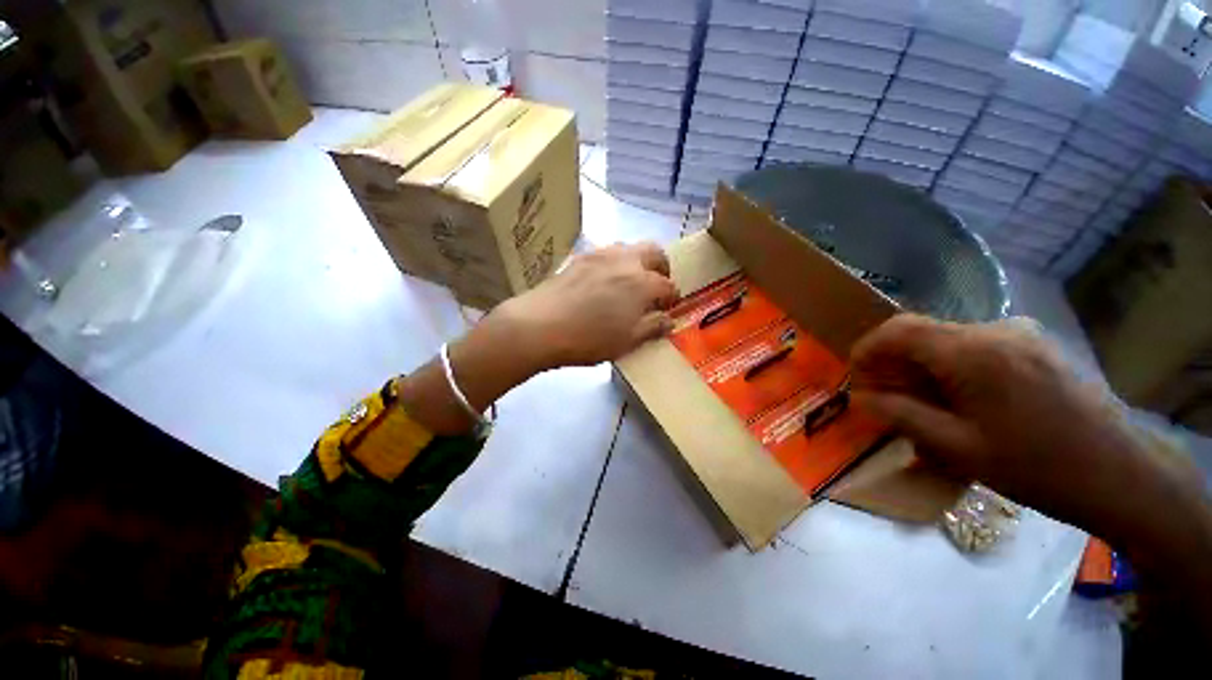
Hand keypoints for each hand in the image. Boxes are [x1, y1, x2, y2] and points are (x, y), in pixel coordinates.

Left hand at [494, 241, 678, 371]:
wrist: (541, 325)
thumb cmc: (590, 338)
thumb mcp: (628, 340)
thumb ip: (653, 327)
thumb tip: (669, 320)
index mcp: (643, 282)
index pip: (668, 285)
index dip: (672, 298)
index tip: (668, 309)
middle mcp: (626, 261)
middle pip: (654, 252)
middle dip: (661, 267)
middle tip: (656, 286)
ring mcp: (601, 255)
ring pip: (629, 248)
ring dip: (637, 262)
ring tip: (630, 283)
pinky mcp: (580, 257)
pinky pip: (606, 253)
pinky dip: (615, 263)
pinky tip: (603, 282)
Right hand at [848, 314, 1157, 529]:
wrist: (1121, 474)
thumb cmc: (1036, 467)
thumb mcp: (957, 448)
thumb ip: (901, 414)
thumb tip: (861, 398)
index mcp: (972, 353)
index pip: (898, 330)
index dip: (867, 348)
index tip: (855, 375)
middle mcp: (995, 331)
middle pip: (922, 333)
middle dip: (893, 361)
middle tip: (885, 395)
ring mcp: (1020, 335)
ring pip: (948, 340)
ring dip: (923, 366)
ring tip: (924, 403)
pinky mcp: (1036, 346)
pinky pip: (977, 347)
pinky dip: (953, 367)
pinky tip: (963, 399)